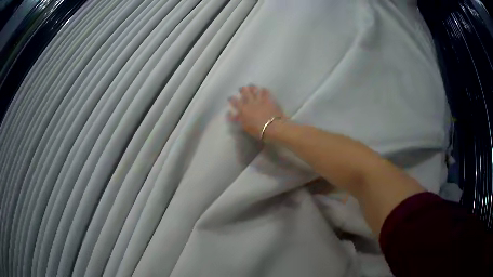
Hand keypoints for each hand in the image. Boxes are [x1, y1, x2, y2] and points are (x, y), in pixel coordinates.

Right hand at [228, 85, 286, 138]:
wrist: (273, 127)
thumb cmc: (258, 130)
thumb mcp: (245, 126)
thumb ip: (238, 119)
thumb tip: (231, 114)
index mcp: (243, 109)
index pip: (235, 102)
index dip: (232, 99)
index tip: (230, 98)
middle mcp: (250, 102)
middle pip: (245, 92)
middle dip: (242, 89)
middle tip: (241, 88)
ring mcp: (260, 100)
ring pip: (255, 90)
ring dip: (252, 87)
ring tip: (251, 86)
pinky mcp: (269, 100)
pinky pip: (266, 92)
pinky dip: (264, 90)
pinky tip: (263, 89)